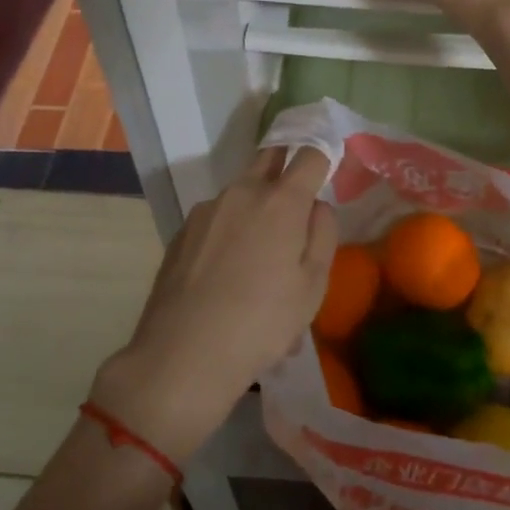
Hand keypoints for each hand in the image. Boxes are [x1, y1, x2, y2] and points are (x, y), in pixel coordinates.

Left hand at [90, 147, 335, 463]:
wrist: (183, 355)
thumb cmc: (262, 322)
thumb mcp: (312, 286)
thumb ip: (322, 234)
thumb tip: (316, 206)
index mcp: (281, 201)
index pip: (309, 155)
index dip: (323, 156)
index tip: (327, 169)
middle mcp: (241, 192)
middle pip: (269, 159)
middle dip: (286, 167)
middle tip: (297, 200)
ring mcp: (206, 210)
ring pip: (241, 193)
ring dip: (257, 209)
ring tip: (261, 263)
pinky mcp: (182, 231)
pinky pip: (217, 220)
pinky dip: (231, 234)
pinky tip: (229, 278)